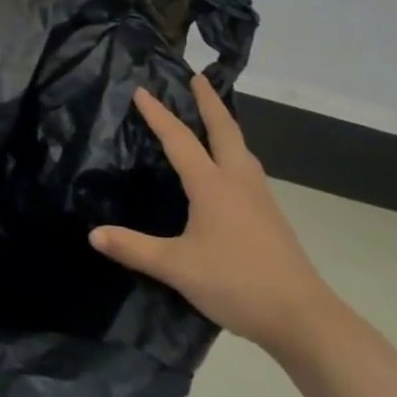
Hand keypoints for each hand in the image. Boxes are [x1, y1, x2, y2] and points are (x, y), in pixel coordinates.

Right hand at [90, 77, 336, 354]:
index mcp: (212, 185)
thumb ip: (134, 249)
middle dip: (209, 101)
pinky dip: (235, 151)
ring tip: (215, 116)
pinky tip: (232, 169)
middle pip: (224, 129)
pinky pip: (248, 168)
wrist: (303, 317)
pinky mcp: (271, 216)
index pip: (179, 139)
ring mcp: (259, 198)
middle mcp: (238, 181)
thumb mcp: (177, 268)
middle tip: (197, 78)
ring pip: (241, 148)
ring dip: (226, 125)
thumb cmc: (236, 283)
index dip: (158, 114)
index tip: (141, 91)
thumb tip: (93, 234)